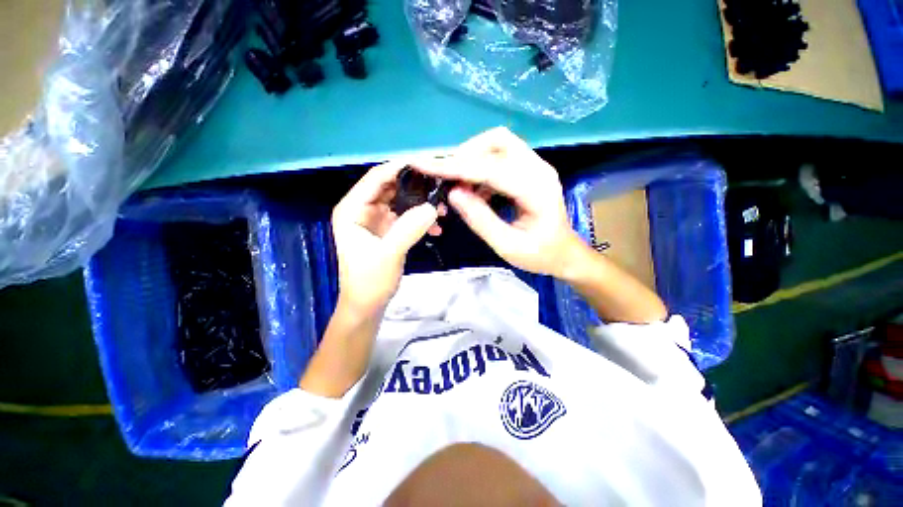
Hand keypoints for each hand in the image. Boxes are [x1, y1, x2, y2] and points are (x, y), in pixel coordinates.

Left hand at [331, 162, 443, 314]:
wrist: (368, 305)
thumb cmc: (370, 281)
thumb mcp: (389, 254)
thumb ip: (409, 229)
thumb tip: (433, 207)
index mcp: (353, 209)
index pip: (376, 178)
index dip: (400, 168)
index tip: (427, 164)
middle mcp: (363, 210)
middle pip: (391, 187)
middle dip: (416, 187)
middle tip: (440, 186)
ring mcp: (376, 220)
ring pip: (401, 202)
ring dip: (421, 204)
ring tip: (442, 210)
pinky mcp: (388, 231)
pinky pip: (406, 217)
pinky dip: (420, 220)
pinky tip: (437, 228)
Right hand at [416, 127, 585, 277]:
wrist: (564, 253)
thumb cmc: (540, 254)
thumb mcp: (508, 246)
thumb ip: (481, 220)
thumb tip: (453, 194)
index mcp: (536, 189)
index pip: (490, 168)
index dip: (454, 166)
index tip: (423, 165)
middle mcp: (538, 168)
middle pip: (497, 141)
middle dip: (465, 155)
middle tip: (446, 179)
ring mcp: (535, 166)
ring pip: (497, 145)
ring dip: (471, 160)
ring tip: (458, 187)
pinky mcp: (528, 170)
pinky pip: (499, 157)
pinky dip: (480, 169)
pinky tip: (474, 191)